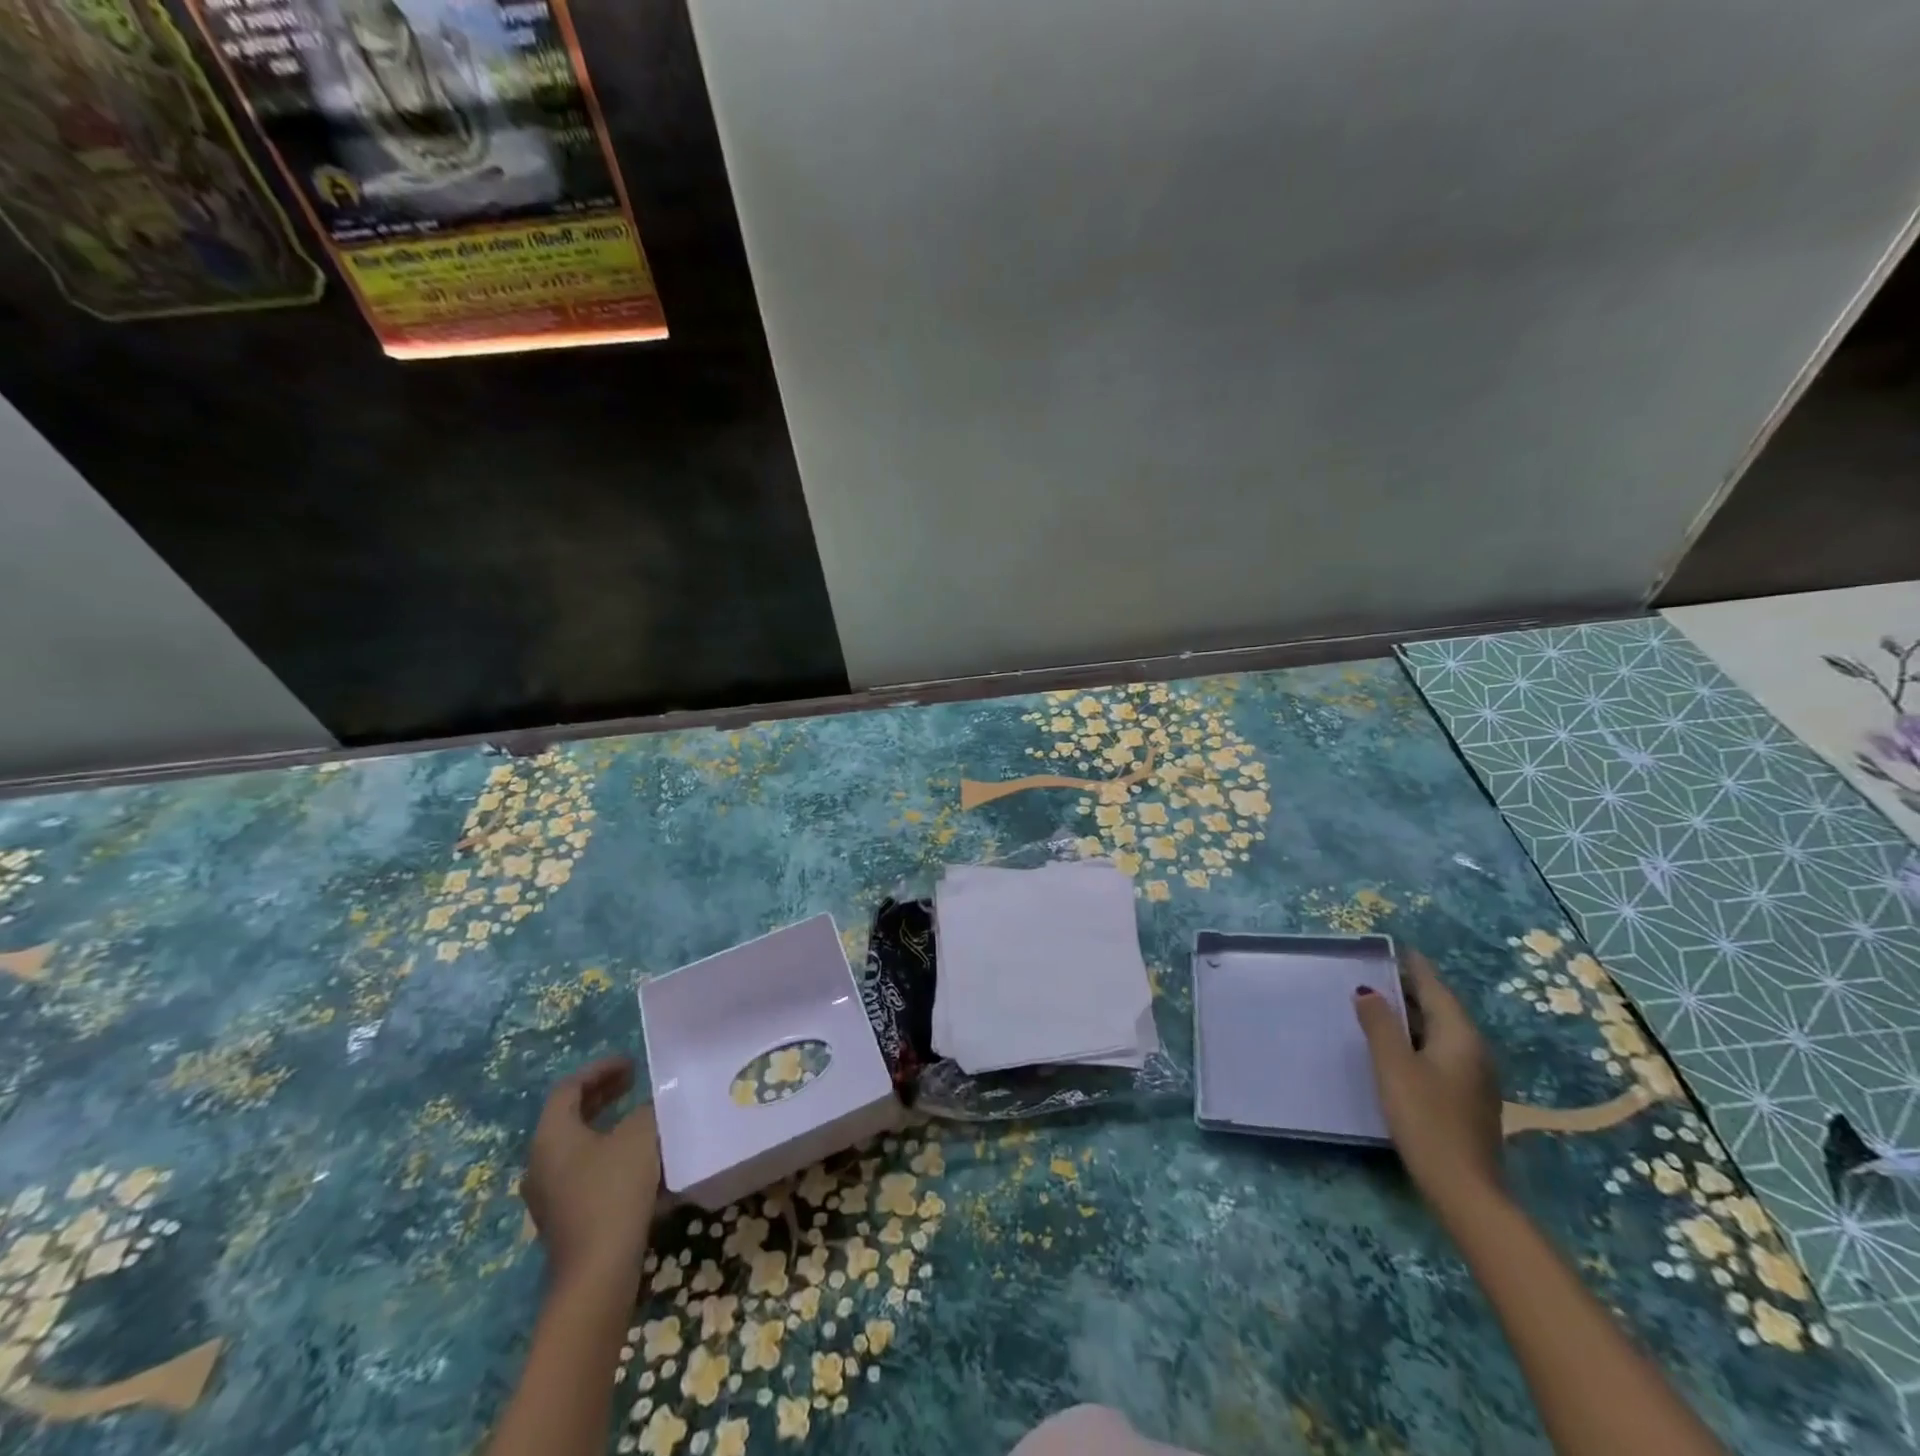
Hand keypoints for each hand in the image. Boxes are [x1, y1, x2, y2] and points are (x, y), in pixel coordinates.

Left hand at [523, 1057, 662, 1287]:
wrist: (598, 1271)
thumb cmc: (614, 1190)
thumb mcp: (638, 1136)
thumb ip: (644, 1111)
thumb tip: (647, 1108)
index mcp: (551, 1136)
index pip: (569, 1088)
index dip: (600, 1070)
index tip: (631, 1063)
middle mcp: (541, 1162)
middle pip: (569, 1116)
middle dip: (603, 1095)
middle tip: (634, 1081)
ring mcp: (549, 1194)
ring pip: (578, 1145)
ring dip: (608, 1125)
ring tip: (640, 1116)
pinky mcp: (565, 1218)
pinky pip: (585, 1171)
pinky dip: (609, 1154)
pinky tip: (639, 1160)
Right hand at [1353, 949, 1502, 1208]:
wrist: (1464, 1188)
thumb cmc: (1425, 1118)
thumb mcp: (1393, 1066)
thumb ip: (1379, 1024)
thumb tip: (1367, 991)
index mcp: (1459, 1036)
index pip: (1435, 989)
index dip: (1414, 967)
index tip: (1396, 948)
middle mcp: (1473, 1050)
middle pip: (1440, 1009)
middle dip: (1412, 988)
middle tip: (1377, 972)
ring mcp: (1474, 1077)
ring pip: (1441, 1032)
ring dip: (1414, 1015)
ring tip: (1381, 1003)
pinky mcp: (1467, 1098)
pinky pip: (1441, 1051)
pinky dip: (1418, 1038)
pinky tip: (1398, 1046)